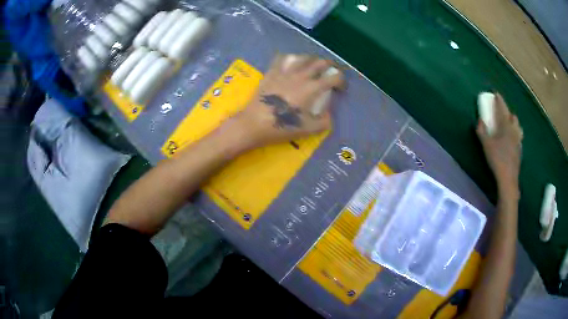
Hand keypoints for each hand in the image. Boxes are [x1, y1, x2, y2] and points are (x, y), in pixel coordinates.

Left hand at [228, 54, 344, 149]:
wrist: (253, 123)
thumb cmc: (281, 127)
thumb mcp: (307, 130)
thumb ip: (323, 122)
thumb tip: (328, 114)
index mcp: (312, 89)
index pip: (333, 77)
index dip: (341, 80)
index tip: (341, 87)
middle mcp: (300, 76)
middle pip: (320, 62)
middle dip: (330, 66)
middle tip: (331, 72)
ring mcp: (284, 72)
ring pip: (303, 57)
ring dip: (312, 60)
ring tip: (313, 66)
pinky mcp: (271, 72)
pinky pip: (282, 58)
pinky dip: (290, 58)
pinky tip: (290, 63)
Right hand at [476, 93, 522, 196]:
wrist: (508, 178)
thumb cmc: (497, 159)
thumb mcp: (486, 145)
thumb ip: (482, 131)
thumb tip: (479, 120)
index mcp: (505, 126)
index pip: (502, 109)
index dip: (499, 100)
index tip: (495, 93)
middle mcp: (513, 130)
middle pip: (511, 116)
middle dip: (506, 110)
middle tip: (501, 110)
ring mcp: (518, 140)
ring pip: (517, 125)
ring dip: (513, 121)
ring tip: (509, 122)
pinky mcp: (520, 149)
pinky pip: (519, 135)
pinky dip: (515, 131)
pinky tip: (513, 137)